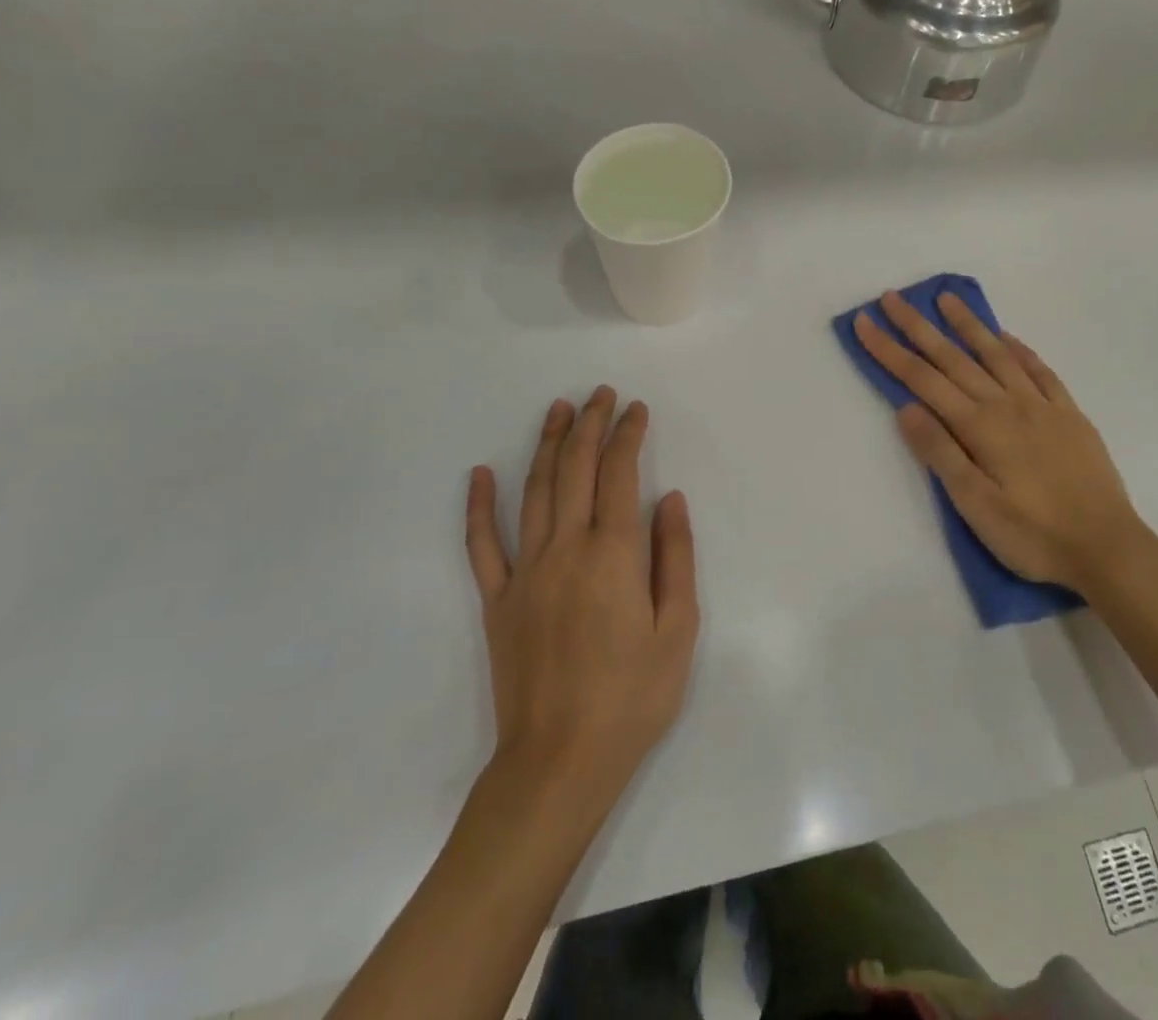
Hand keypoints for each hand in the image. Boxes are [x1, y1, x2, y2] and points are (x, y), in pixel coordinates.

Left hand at [466, 387, 698, 799]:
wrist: (559, 763)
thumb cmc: (632, 697)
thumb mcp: (678, 629)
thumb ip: (675, 557)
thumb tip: (671, 499)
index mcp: (613, 554)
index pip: (620, 474)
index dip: (628, 435)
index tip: (637, 409)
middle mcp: (566, 549)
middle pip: (576, 470)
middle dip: (590, 425)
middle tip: (600, 395)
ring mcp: (525, 572)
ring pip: (534, 492)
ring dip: (547, 445)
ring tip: (557, 410)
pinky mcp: (497, 600)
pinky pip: (483, 545)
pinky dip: (480, 506)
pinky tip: (480, 474)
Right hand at [854, 290, 1150, 593]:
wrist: (1108, 548)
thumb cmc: (1033, 535)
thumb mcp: (975, 505)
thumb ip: (941, 452)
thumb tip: (906, 407)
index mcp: (980, 427)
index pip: (923, 379)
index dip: (890, 350)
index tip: (865, 322)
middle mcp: (1007, 405)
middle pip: (954, 358)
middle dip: (918, 326)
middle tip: (892, 297)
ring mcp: (1042, 406)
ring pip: (997, 354)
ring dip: (968, 325)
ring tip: (947, 299)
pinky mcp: (1070, 416)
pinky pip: (1041, 371)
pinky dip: (1020, 350)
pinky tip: (1008, 338)